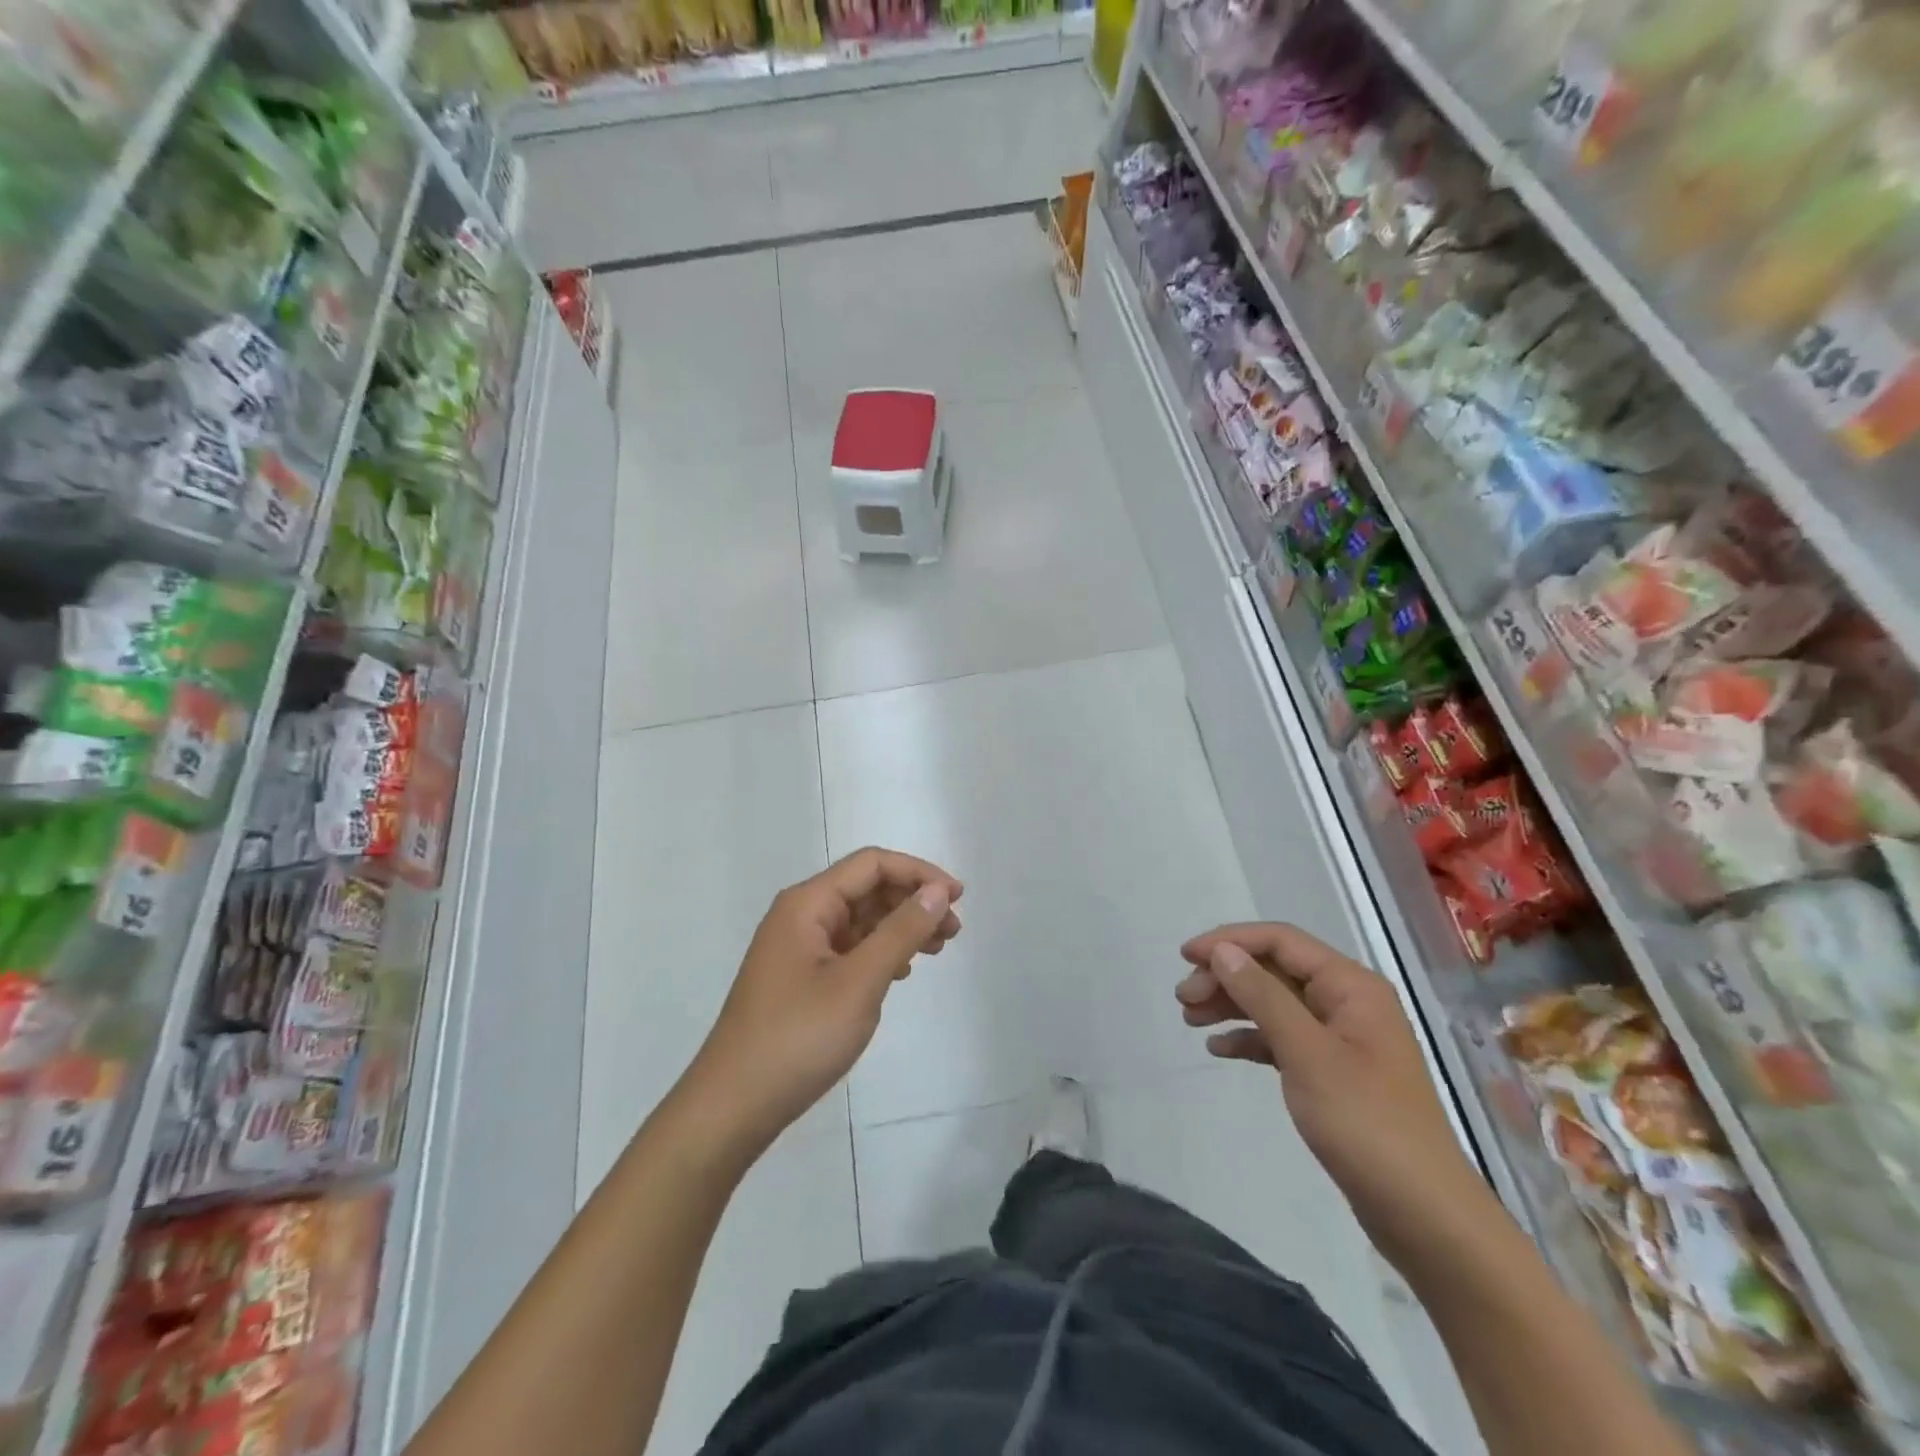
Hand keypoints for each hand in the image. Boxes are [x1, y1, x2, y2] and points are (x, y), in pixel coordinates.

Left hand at [683, 848, 962, 1160]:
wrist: (733, 1106)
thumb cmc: (799, 1037)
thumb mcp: (860, 982)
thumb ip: (901, 931)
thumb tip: (937, 890)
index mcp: (807, 904)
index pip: (872, 865)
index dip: (918, 873)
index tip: (958, 898)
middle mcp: (800, 916)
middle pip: (866, 889)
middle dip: (913, 901)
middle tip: (954, 931)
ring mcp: (797, 949)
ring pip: (860, 920)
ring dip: (900, 928)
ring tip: (937, 950)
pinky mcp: (799, 979)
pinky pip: (848, 949)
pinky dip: (880, 952)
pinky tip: (901, 973)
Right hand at [1176, 923, 1491, 1265]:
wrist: (1424, 1215)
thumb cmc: (1365, 1124)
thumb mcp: (1307, 1053)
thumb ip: (1263, 996)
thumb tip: (1224, 951)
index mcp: (1351, 986)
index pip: (1281, 941)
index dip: (1230, 941)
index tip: (1185, 956)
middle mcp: (1347, 1002)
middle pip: (1274, 970)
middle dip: (1226, 977)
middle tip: (1183, 999)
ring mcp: (1341, 1039)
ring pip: (1275, 1004)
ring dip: (1232, 1005)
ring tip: (1190, 1020)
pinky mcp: (1333, 1073)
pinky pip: (1283, 1039)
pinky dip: (1250, 1038)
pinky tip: (1220, 1050)